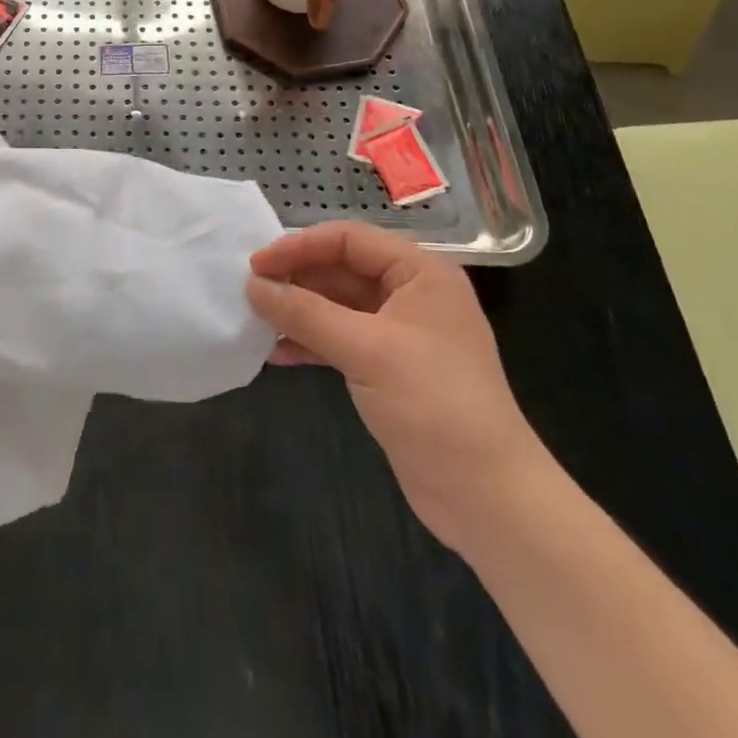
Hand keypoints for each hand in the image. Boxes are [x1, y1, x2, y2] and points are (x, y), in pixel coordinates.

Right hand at [247, 220, 550, 556]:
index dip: (299, 247)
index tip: (256, 266)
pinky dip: (309, 342)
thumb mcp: (366, 350)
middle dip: (295, 278)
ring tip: (256, 320)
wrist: (488, 497)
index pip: (348, 239)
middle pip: (340, 269)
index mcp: (421, 274)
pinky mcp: (388, 369)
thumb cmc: (434, 405)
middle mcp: (411, 295)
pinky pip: (339, 339)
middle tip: (250, 292)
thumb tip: (252, 286)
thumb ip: (305, 313)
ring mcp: (400, 333)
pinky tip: (276, 354)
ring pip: (336, 305)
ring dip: (297, 311)